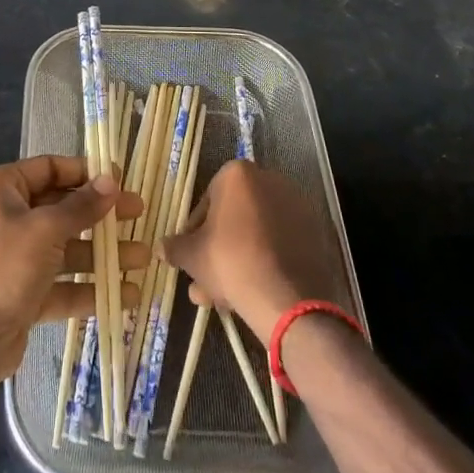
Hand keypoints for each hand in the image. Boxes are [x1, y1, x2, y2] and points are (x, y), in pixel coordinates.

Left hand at [0, 155, 146, 389]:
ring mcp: (16, 257)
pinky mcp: (24, 293)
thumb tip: (111, 181)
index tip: (120, 179)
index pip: (50, 168)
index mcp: (1, 188)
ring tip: (143, 259)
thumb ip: (81, 207)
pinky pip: (62, 283)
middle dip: (101, 215)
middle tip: (139, 214)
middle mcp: (7, 217)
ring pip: (67, 248)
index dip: (85, 172)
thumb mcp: (45, 230)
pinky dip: (90, 288)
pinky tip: (125, 295)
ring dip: (103, 255)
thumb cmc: (1, 267)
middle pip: (63, 208)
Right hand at [163, 160, 341, 341]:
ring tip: (223, 298)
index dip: (195, 233)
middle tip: (205, 283)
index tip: (191, 257)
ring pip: (255, 234)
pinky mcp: (313, 232)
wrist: (286, 297)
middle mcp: (268, 180)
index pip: (206, 202)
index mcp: (237, 174)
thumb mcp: (192, 256)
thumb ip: (174, 247)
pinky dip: (264, 262)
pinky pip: (278, 244)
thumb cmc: (230, 261)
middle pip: (233, 219)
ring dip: (237, 261)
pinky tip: (252, 292)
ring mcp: (295, 206)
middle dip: (216, 252)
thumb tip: (161, 247)